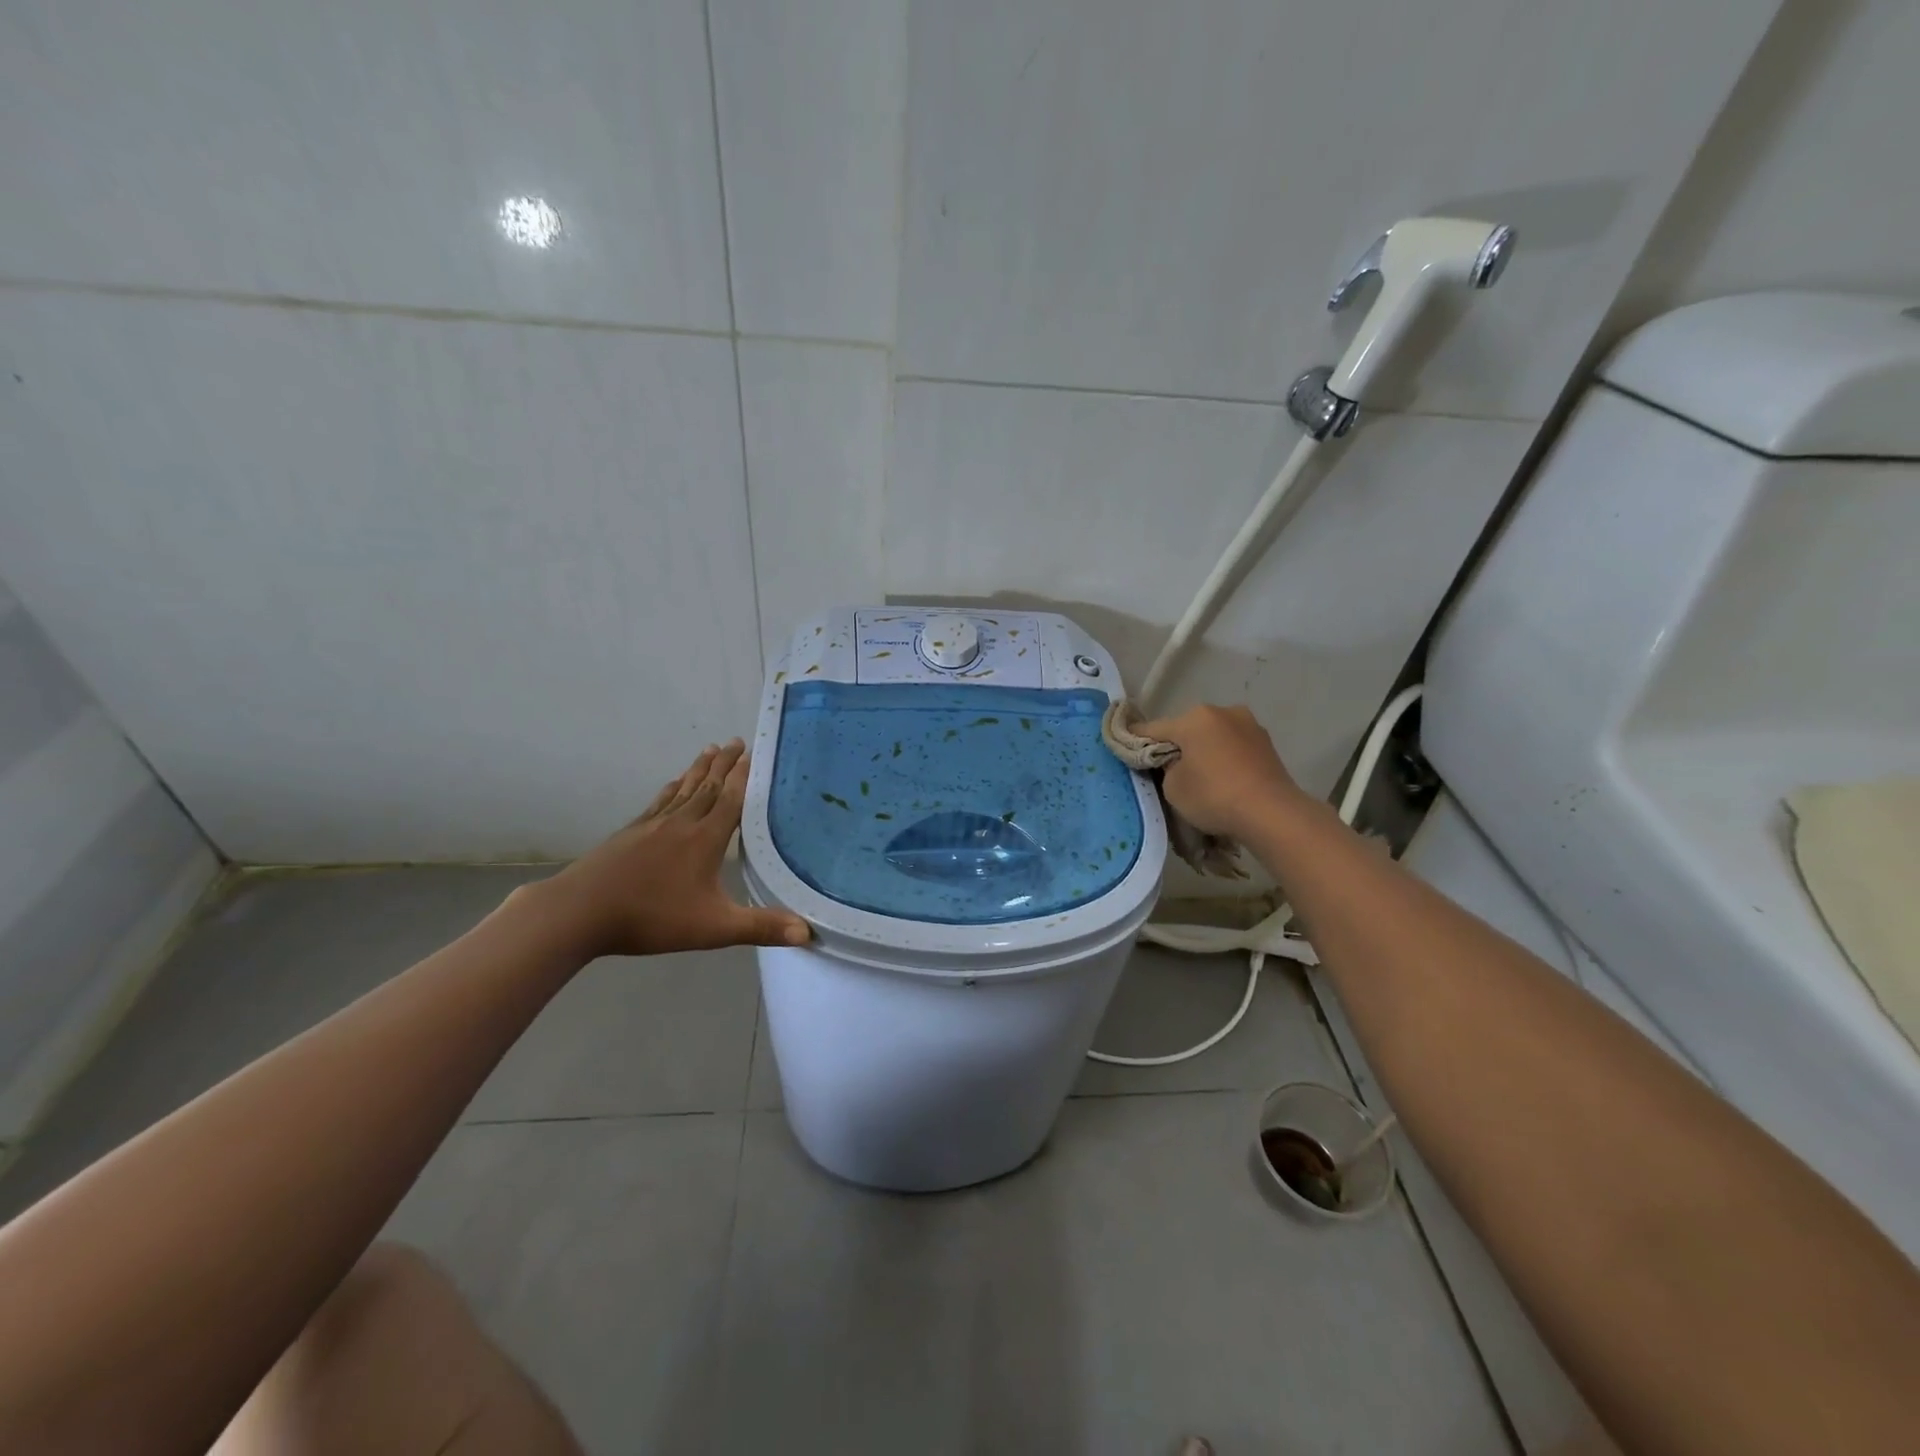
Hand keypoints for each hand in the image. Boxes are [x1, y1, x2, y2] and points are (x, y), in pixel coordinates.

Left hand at [523, 739, 810, 959]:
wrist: (581, 912)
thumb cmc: (653, 917)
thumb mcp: (714, 928)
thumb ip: (761, 927)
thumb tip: (807, 932)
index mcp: (705, 839)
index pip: (731, 800)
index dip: (744, 777)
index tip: (754, 753)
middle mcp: (681, 823)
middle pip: (707, 786)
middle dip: (724, 764)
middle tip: (736, 741)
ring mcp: (652, 825)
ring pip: (682, 789)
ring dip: (698, 769)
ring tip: (709, 750)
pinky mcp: (629, 833)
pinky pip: (658, 803)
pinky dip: (670, 789)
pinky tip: (671, 784)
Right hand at [1137, 704, 1310, 841]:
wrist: (1271, 813)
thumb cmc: (1213, 796)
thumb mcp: (1172, 786)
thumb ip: (1166, 768)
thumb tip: (1174, 761)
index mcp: (1194, 717)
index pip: (1154, 728)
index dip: (1136, 739)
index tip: (1124, 746)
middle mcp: (1222, 711)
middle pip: (1187, 729)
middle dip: (1177, 744)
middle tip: (1168, 769)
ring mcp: (1249, 725)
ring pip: (1213, 735)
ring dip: (1204, 750)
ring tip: (1200, 776)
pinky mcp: (1267, 743)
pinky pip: (1234, 747)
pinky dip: (1224, 758)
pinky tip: (1223, 778)